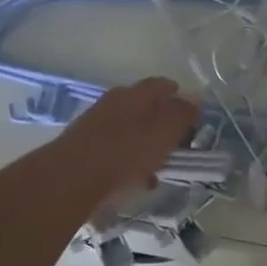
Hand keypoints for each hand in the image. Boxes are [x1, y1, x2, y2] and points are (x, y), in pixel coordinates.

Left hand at [41, 78, 200, 209]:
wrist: (70, 178)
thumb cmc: (125, 152)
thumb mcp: (163, 132)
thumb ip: (181, 115)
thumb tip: (196, 99)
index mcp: (135, 93)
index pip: (162, 85)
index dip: (179, 96)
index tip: (193, 115)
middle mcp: (114, 101)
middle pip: (145, 107)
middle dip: (162, 122)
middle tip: (179, 142)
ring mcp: (96, 123)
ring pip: (129, 129)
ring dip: (145, 144)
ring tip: (159, 167)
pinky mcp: (84, 147)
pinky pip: (115, 150)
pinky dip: (128, 160)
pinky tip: (135, 180)